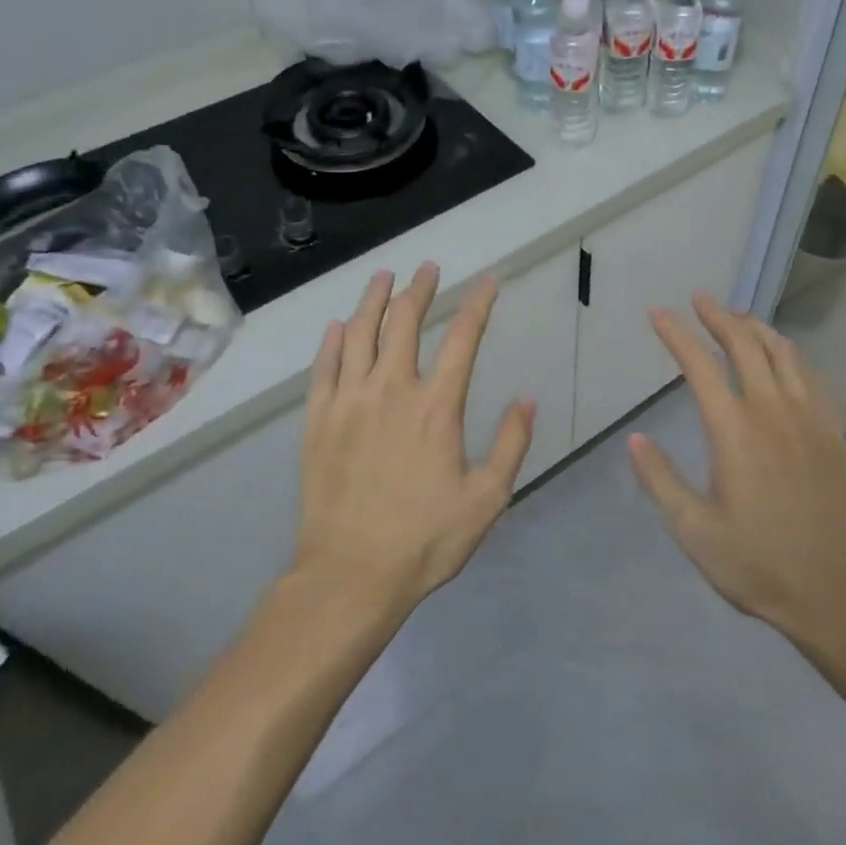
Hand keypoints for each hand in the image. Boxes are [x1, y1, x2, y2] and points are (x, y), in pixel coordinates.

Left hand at [296, 263, 534, 610]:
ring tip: (384, 277)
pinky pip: (324, 367)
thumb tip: (527, 398)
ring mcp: (349, 402)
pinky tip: (337, 326)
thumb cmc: (425, 540)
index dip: (478, 304)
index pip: (463, 338)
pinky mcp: (318, 421)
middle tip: (427, 269)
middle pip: (405, 322)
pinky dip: (332, 341)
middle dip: (419, 289)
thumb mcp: (487, 498)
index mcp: (436, 407)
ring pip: (359, 334)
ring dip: (373, 300)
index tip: (489, 281)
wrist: (350, 575)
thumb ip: (511, 444)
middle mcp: (391, 391)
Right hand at [628, 293, 845, 645]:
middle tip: (700, 299)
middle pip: (745, 345)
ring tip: (739, 317)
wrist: (839, 592)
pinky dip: (792, 355)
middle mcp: (773, 411)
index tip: (659, 313)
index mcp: (735, 430)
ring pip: (784, 353)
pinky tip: (786, 358)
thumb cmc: (759, 565)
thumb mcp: (694, 531)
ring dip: (758, 328)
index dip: (676, 334)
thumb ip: (661, 480)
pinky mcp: (833, 434)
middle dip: (719, 317)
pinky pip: (813, 377)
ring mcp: (809, 419)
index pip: (699, 365)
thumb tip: (635, 439)